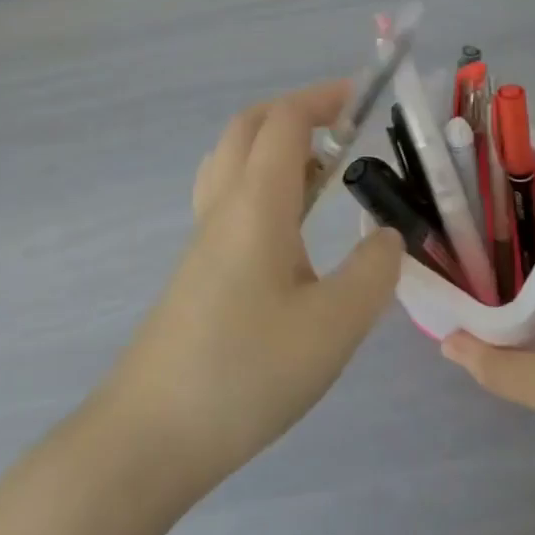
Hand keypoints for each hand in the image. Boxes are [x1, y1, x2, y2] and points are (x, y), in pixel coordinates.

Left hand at [105, 81, 403, 496]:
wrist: (148, 437)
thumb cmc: (244, 372)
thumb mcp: (333, 328)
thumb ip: (372, 273)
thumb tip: (386, 238)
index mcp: (256, 202)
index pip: (286, 120)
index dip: (324, 97)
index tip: (364, 99)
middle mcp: (224, 204)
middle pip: (250, 126)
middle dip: (297, 111)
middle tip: (343, 130)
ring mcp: (203, 235)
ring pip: (233, 158)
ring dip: (275, 144)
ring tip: (322, 174)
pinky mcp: (196, 267)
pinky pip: (227, 193)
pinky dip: (261, 180)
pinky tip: (288, 228)